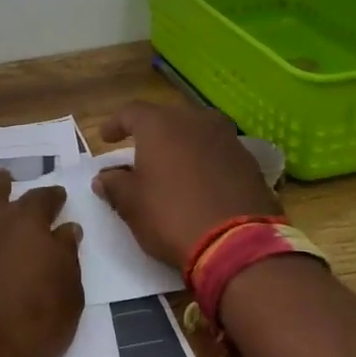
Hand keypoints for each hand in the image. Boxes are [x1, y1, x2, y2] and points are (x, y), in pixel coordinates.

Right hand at [93, 101, 281, 267]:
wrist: (238, 244)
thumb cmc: (172, 216)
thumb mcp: (131, 204)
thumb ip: (114, 184)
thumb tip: (105, 177)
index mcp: (160, 124)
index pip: (131, 112)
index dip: (116, 124)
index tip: (106, 138)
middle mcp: (196, 120)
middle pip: (167, 118)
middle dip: (151, 133)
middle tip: (140, 152)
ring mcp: (228, 138)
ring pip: (196, 132)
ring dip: (181, 145)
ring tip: (172, 166)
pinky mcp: (250, 161)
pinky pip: (218, 152)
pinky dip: (205, 160)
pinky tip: (200, 181)